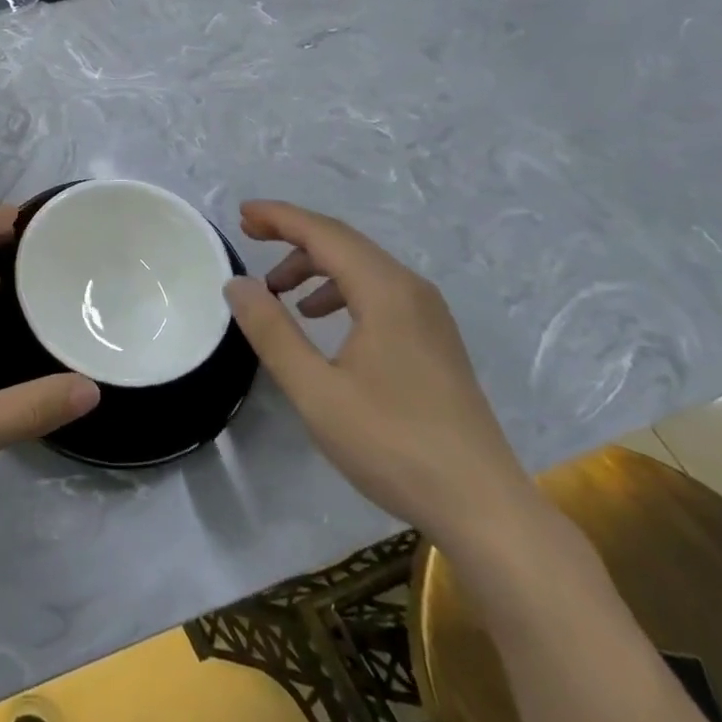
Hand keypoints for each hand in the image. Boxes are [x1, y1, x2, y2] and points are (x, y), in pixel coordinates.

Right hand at [224, 200, 534, 548]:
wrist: (484, 508)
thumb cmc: (393, 444)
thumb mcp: (316, 390)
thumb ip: (272, 332)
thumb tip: (237, 283)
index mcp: (385, 291)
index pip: (324, 234)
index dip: (280, 218)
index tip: (241, 214)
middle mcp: (411, 290)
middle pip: (344, 243)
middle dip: (294, 235)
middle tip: (250, 237)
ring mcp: (428, 315)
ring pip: (362, 267)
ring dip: (315, 266)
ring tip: (277, 290)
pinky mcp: (434, 339)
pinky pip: (379, 291)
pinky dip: (340, 290)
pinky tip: (321, 320)